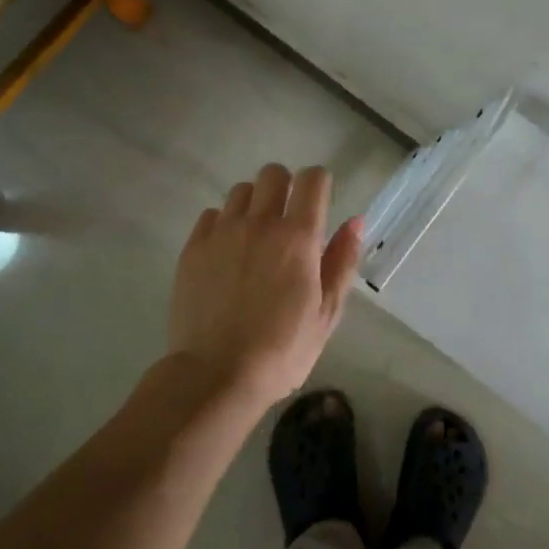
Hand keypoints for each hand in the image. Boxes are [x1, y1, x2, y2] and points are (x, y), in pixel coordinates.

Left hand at [168, 163, 362, 406]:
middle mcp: (259, 223)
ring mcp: (222, 232)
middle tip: (287, 220)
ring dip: (254, 204)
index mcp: (298, 237)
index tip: (319, 203)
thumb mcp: (326, 313)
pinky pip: (212, 214)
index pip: (312, 179)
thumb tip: (355, 221)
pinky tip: (226, 253)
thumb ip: (341, 262)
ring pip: (241, 191)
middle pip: (273, 173)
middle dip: (286, 187)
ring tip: (255, 237)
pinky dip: (223, 224)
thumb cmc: (282, 350)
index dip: (319, 183)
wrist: (216, 375)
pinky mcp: (193, 247)